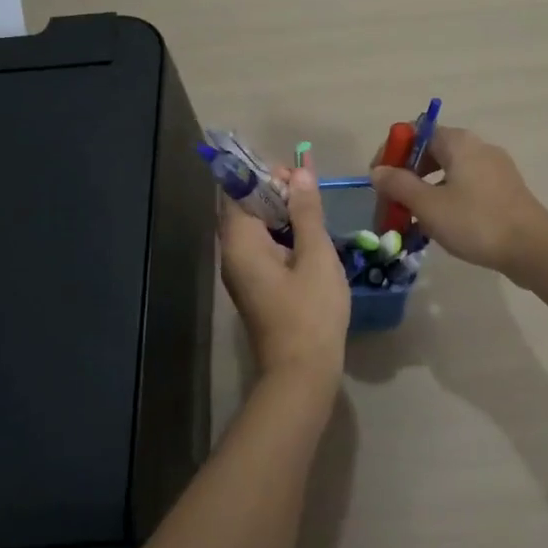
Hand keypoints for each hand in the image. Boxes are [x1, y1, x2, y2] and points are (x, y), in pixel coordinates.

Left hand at [219, 167, 350, 381]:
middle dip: (274, 191)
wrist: (302, 375)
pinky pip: (262, 247)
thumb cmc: (310, 312)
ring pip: (255, 228)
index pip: (236, 191)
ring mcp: (242, 273)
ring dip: (280, 212)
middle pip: (244, 207)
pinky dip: (281, 233)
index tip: (293, 172)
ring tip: (312, 206)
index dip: (262, 174)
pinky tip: (309, 235)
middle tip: (308, 188)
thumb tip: (300, 173)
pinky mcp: (256, 286)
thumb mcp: (315, 255)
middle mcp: (232, 254)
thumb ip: (306, 211)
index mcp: (240, 243)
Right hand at [369, 125, 547, 277]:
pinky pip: (467, 186)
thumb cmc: (476, 222)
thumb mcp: (429, 205)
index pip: (415, 133)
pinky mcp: (505, 190)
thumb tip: (378, 171)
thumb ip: (399, 185)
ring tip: (413, 219)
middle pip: (432, 152)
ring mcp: (495, 168)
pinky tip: (442, 226)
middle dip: (407, 175)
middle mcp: (478, 147)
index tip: (379, 179)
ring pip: (449, 172)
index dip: (393, 152)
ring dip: (426, 191)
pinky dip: (448, 199)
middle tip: (393, 203)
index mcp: (459, 142)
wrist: (533, 249)